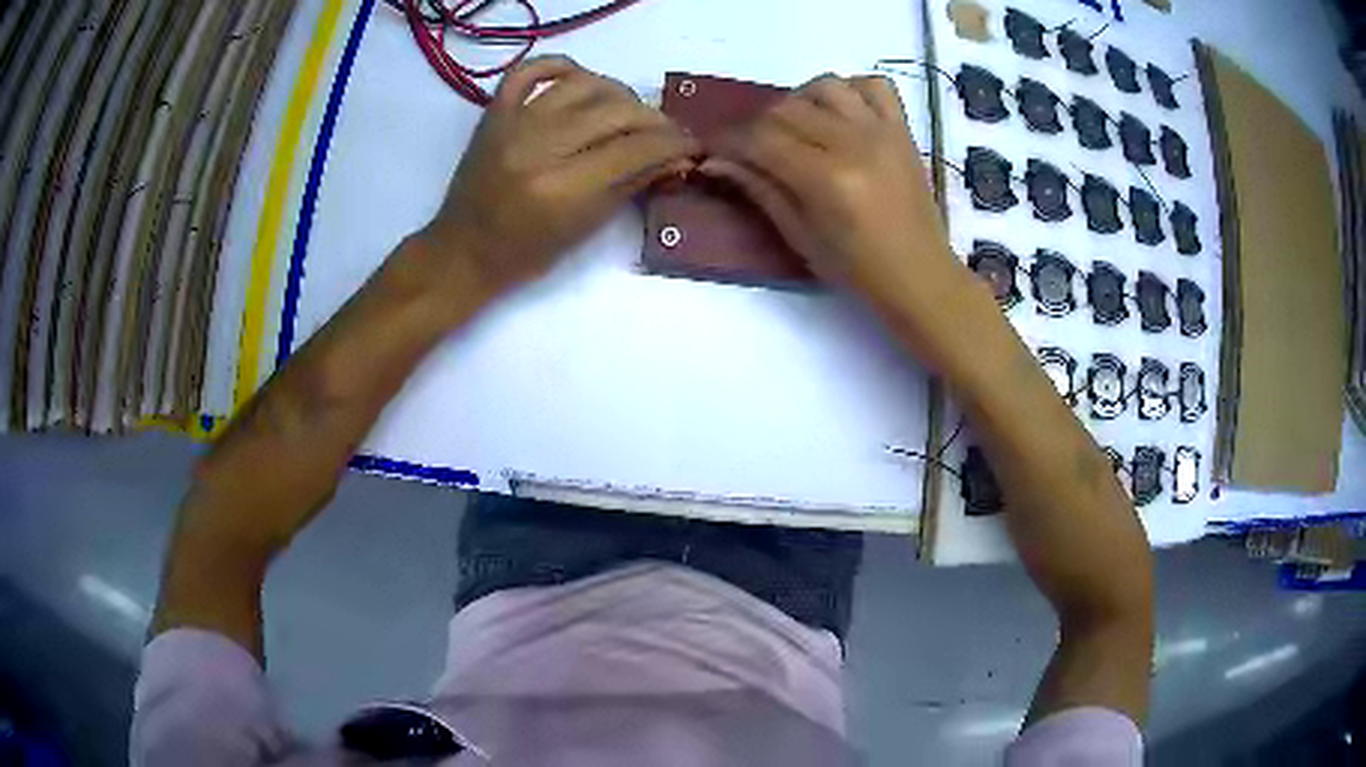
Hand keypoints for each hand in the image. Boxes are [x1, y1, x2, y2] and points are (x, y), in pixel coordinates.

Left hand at [421, 56, 699, 298]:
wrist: (463, 251)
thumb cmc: (526, 254)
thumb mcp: (586, 228)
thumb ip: (633, 185)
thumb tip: (678, 158)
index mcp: (563, 188)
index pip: (636, 148)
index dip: (674, 143)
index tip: (693, 145)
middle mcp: (540, 146)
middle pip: (616, 111)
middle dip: (654, 119)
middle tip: (666, 133)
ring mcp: (514, 123)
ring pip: (584, 83)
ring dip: (618, 93)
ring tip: (627, 112)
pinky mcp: (495, 112)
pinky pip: (530, 70)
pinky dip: (560, 66)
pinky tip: (581, 80)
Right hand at [701, 75, 983, 364]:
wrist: (920, 274)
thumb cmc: (857, 269)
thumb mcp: (799, 237)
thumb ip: (759, 190)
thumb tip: (714, 161)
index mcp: (826, 179)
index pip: (761, 139)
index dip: (730, 142)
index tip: (716, 151)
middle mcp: (853, 143)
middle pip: (787, 108)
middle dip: (759, 125)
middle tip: (755, 150)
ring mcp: (882, 131)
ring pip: (825, 86)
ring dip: (800, 101)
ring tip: (799, 128)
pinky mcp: (903, 129)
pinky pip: (874, 85)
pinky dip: (851, 91)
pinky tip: (841, 115)